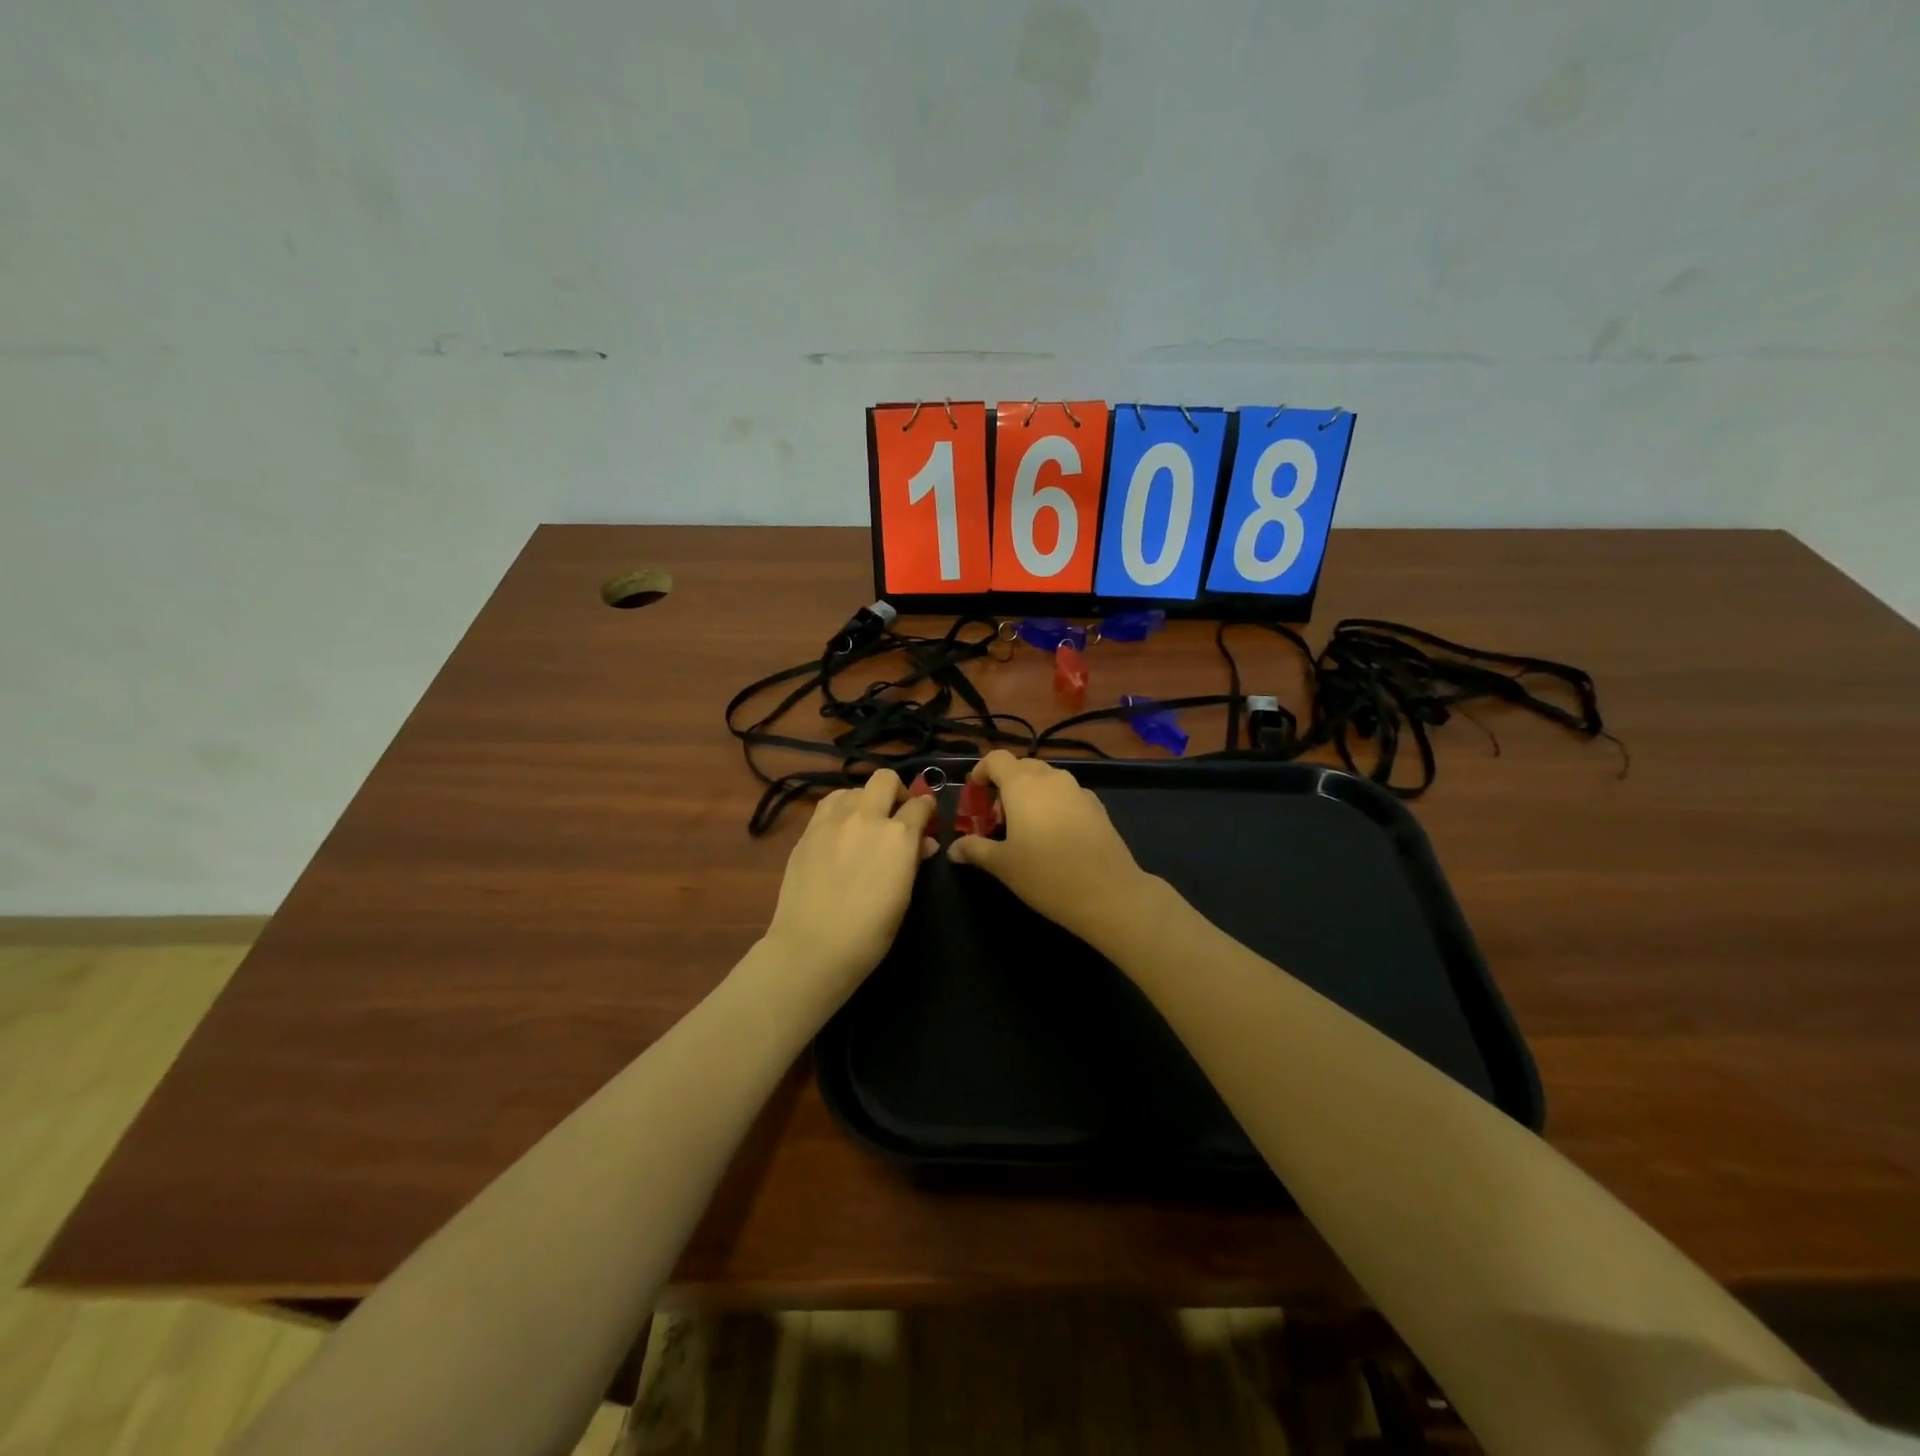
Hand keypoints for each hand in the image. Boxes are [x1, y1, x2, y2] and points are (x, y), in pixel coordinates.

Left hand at [763, 769, 935, 996]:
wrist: (813, 946)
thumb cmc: (870, 932)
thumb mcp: (903, 896)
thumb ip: (913, 861)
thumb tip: (923, 843)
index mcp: (898, 835)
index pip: (920, 805)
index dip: (927, 810)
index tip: (926, 819)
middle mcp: (866, 817)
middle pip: (885, 779)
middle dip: (897, 791)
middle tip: (897, 813)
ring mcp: (833, 820)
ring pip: (853, 788)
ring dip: (865, 799)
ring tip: (864, 822)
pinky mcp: (808, 830)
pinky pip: (828, 804)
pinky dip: (840, 810)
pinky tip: (840, 831)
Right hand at [948, 751, 1156, 947]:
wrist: (1108, 893)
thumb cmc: (1046, 875)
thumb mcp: (1002, 865)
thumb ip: (975, 849)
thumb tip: (953, 849)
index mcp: (1023, 784)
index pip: (996, 759)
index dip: (981, 771)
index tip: (975, 795)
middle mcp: (1051, 778)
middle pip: (1022, 767)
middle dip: (1005, 786)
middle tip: (997, 819)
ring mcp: (1078, 790)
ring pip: (1046, 780)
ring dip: (1030, 795)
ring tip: (1024, 830)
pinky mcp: (1097, 806)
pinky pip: (1066, 795)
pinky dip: (1053, 805)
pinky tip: (1054, 837)